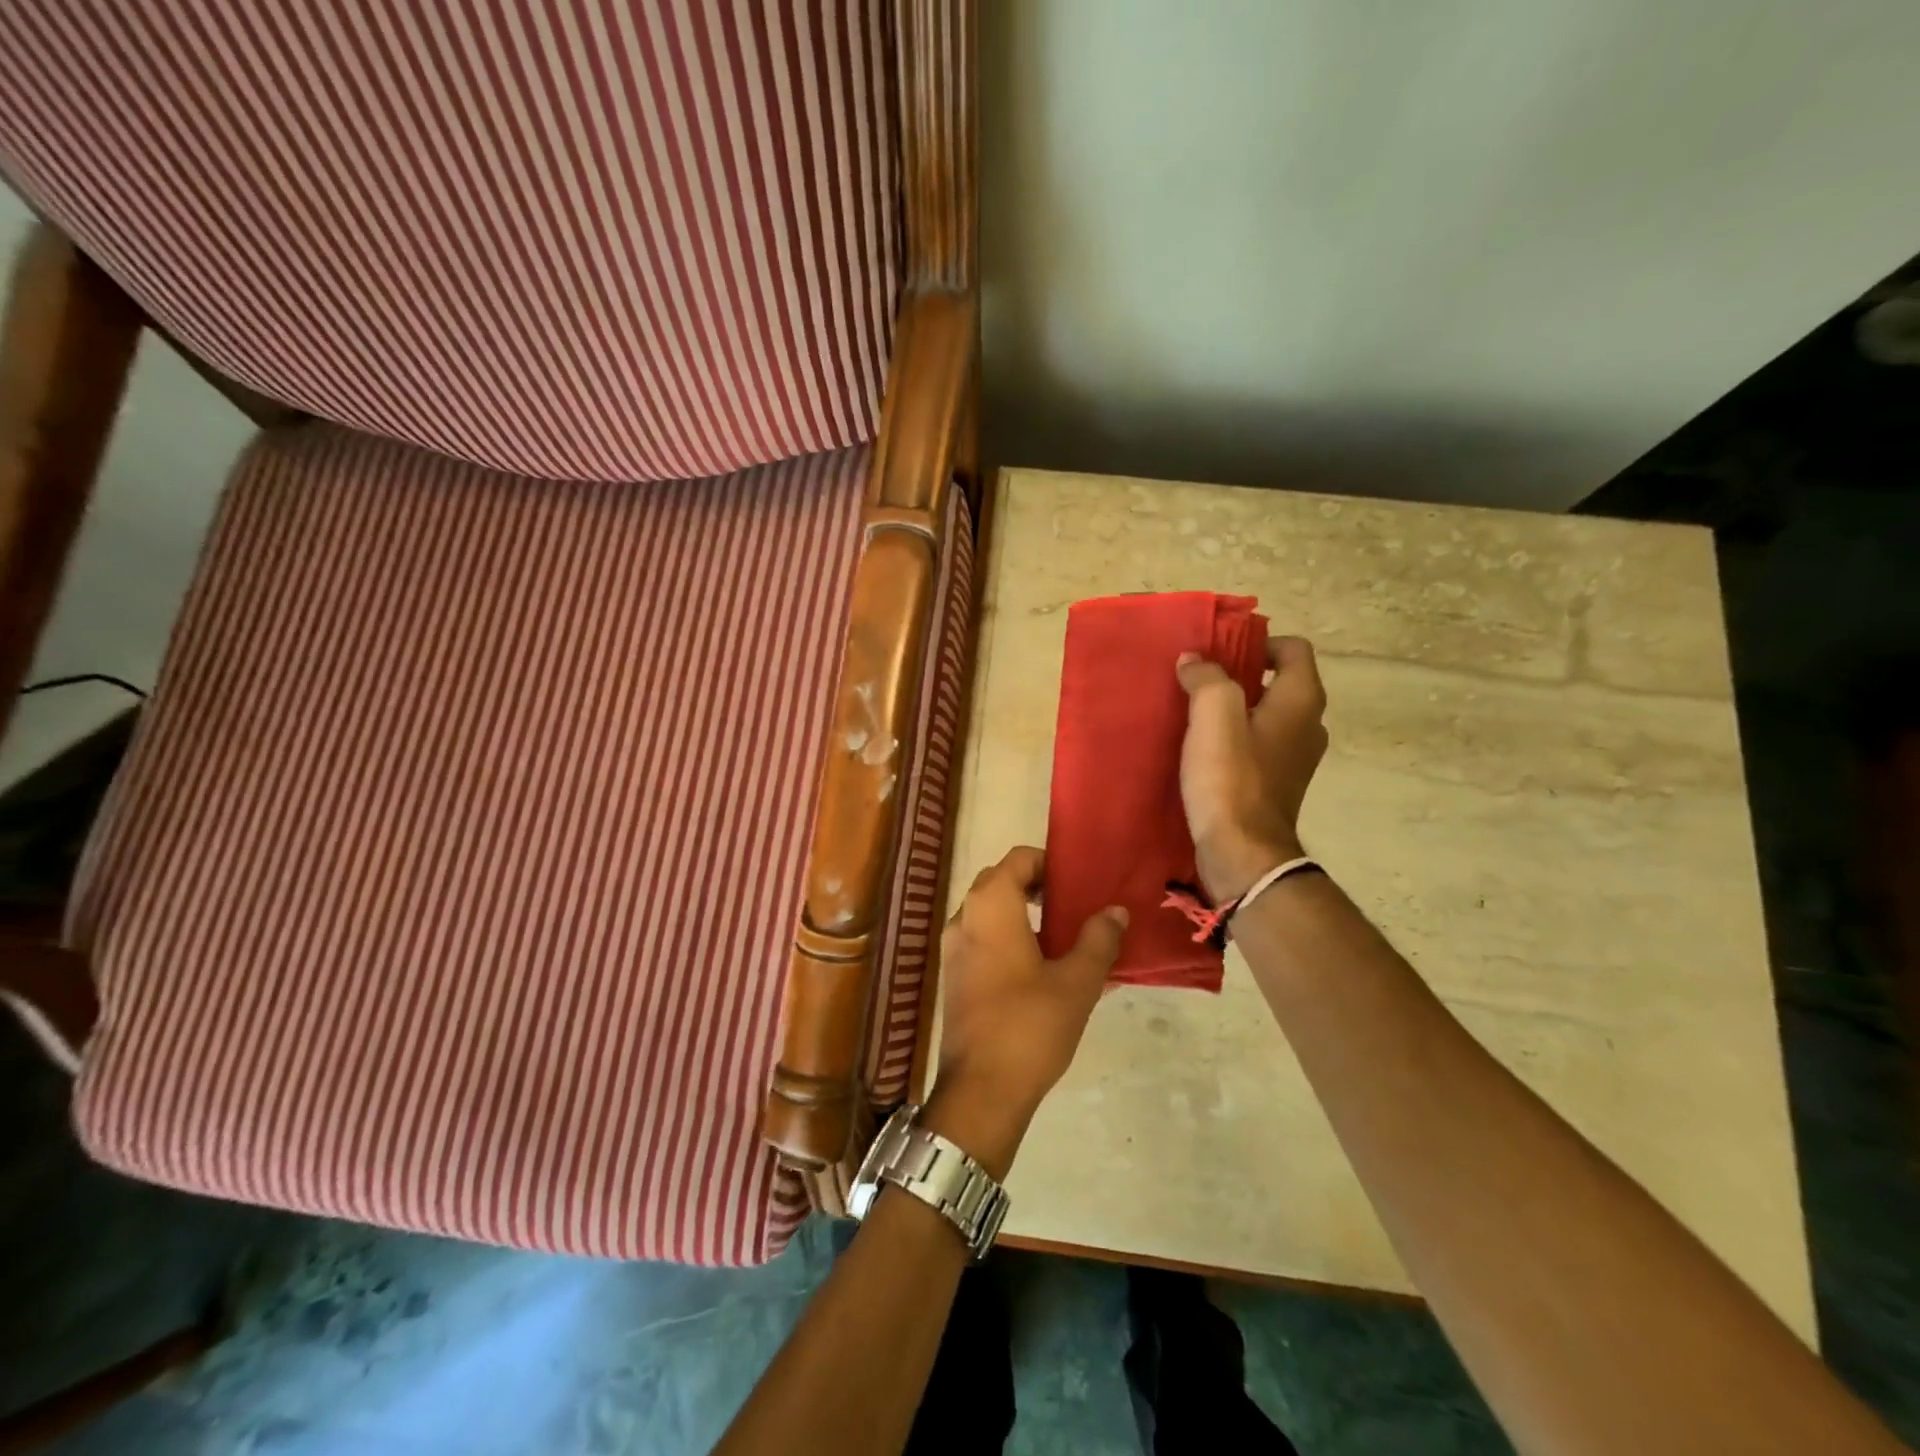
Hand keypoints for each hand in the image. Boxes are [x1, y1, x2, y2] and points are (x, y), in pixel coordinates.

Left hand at [927, 846, 1127, 1178]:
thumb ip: (1098, 939)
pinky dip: (1008, 937)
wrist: (980, 1090)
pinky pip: (982, 938)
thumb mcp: (1077, 981)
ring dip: (1023, 913)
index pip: (1018, 858)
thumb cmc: (1030, 1026)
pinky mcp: (954, 975)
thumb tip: (1116, 911)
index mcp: (990, 906)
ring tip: (1064, 937)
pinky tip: (1041, 967)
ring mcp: (953, 948)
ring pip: (990, 911)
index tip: (1079, 883)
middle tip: (1075, 906)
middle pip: (1001, 881)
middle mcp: (964, 917)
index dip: (1050, 863)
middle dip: (1037, 886)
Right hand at [1176, 635, 1328, 901]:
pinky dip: (1235, 739)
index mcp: (1301, 700)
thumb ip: (1206, 678)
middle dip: (1240, 676)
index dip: (1257, 642)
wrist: (1241, 852)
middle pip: (1278, 681)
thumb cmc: (1231, 778)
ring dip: (1234, 709)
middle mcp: (1308, 724)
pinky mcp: (1276, 784)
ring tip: (1195, 714)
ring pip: (1266, 715)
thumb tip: (1195, 661)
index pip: (1292, 648)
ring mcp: (1295, 758)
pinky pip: (1258, 745)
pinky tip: (1202, 750)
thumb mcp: (1214, 715)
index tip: (1219, 654)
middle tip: (1199, 681)